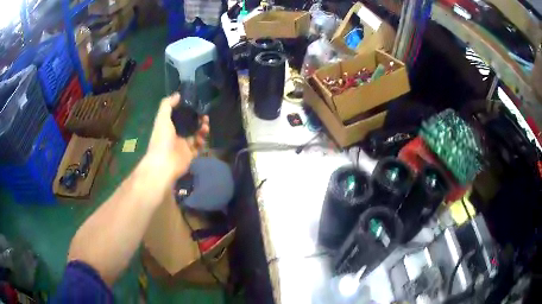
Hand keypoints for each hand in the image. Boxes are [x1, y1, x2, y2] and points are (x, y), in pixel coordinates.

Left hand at [146, 93, 209, 181]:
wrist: (164, 163)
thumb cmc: (161, 139)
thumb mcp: (162, 118)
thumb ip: (168, 104)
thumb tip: (178, 94)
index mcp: (168, 127)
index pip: (179, 117)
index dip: (187, 111)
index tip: (196, 105)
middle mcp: (175, 136)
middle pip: (189, 126)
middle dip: (198, 120)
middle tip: (205, 116)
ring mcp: (183, 146)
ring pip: (196, 135)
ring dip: (202, 129)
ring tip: (206, 125)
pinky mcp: (190, 155)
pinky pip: (198, 147)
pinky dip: (202, 141)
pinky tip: (203, 137)